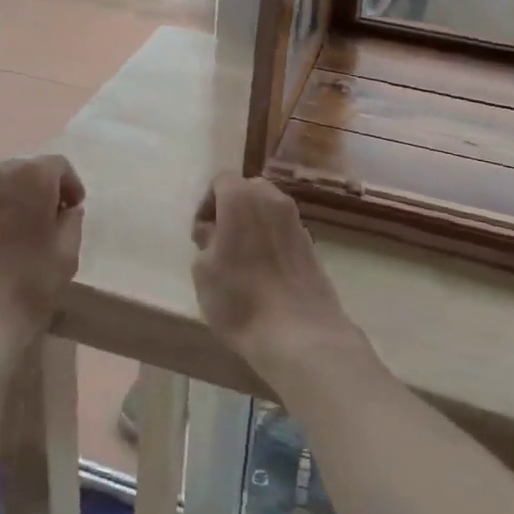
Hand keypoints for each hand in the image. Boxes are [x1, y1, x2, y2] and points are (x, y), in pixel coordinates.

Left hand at [0, 155, 84, 363]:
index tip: (72, 209)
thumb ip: (71, 223)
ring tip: (14, 233)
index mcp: (31, 176)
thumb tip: (65, 211)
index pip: (57, 166)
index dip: (69, 186)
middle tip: (45, 221)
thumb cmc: (27, 287)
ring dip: (9, 200)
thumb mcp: (66, 255)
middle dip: (38, 190)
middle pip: (23, 171)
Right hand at [190, 174, 359, 375]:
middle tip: (219, 244)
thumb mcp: (203, 271)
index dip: (207, 204)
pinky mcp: (312, 245)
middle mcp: (273, 200)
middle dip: (231, 210)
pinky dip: (271, 242)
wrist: (300, 334)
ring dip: (253, 226)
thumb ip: (206, 241)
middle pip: (248, 191)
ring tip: (242, 262)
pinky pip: (284, 232)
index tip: (201, 236)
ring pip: (268, 211)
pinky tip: (264, 275)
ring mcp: (297, 221)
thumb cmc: (240, 298)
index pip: (221, 180)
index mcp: (242, 197)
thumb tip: (215, 232)